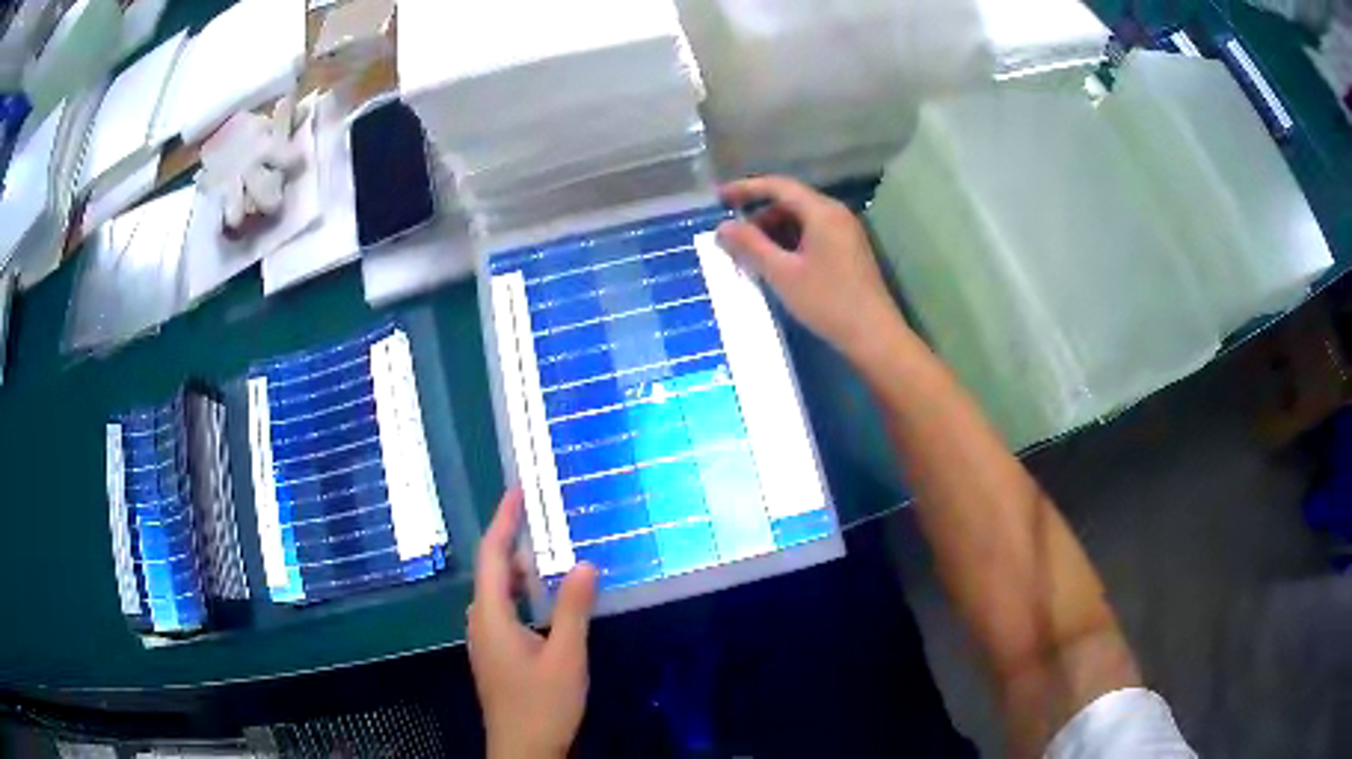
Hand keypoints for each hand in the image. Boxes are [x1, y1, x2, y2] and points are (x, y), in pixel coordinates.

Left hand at [468, 489, 598, 758]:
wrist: (523, 749)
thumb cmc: (543, 704)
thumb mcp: (567, 657)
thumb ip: (573, 609)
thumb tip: (584, 564)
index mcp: (491, 616)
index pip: (493, 555)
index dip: (503, 520)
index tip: (518, 491)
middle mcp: (481, 622)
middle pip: (493, 571)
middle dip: (515, 543)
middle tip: (546, 523)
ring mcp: (486, 639)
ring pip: (498, 592)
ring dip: (520, 571)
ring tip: (551, 557)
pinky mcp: (495, 653)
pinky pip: (503, 609)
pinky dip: (522, 594)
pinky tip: (546, 601)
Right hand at [717, 176, 906, 364]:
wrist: (874, 336)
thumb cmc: (827, 301)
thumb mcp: (782, 273)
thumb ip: (750, 246)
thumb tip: (722, 227)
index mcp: (822, 212)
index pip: (778, 186)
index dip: (746, 188)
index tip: (719, 198)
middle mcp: (836, 214)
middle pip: (790, 202)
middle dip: (759, 216)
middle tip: (733, 238)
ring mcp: (845, 233)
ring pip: (801, 221)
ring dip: (773, 232)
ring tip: (751, 256)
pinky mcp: (849, 252)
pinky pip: (813, 235)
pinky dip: (790, 243)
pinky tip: (776, 265)